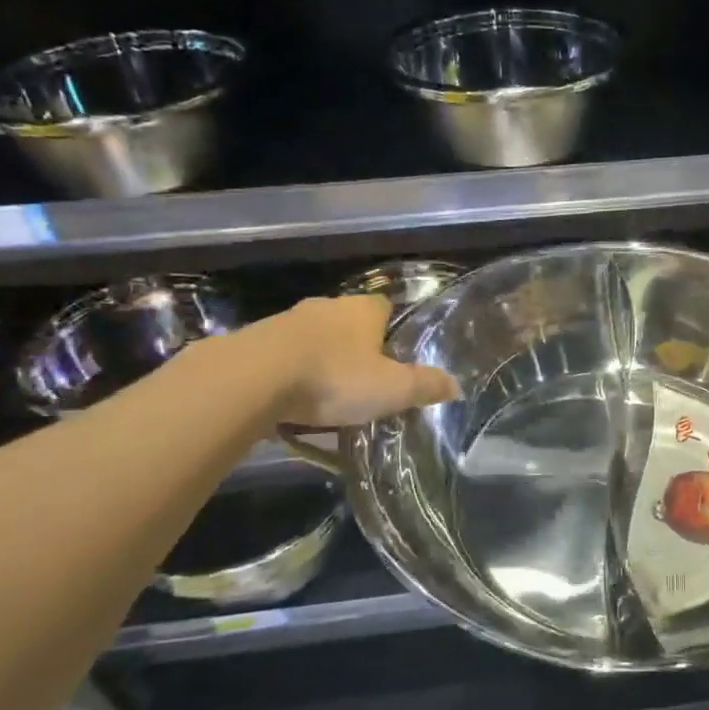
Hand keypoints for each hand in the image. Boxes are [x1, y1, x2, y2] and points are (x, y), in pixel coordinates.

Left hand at [220, 295, 458, 428]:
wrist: (252, 378)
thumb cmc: (334, 377)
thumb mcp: (392, 389)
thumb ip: (425, 386)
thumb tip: (456, 386)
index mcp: (363, 309)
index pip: (385, 307)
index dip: (392, 330)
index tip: (394, 358)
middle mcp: (326, 306)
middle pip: (349, 324)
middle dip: (356, 349)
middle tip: (364, 383)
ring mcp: (287, 321)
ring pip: (314, 340)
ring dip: (321, 362)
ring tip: (327, 398)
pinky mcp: (255, 342)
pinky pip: (283, 358)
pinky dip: (290, 375)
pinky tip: (292, 403)